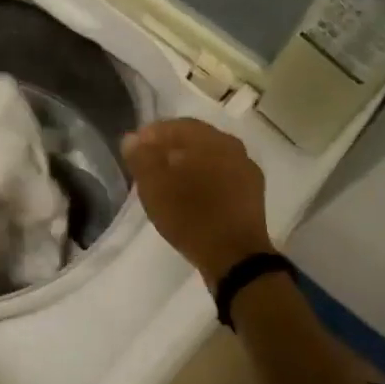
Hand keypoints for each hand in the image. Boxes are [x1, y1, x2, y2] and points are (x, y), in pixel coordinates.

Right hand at [122, 119, 273, 285]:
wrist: (235, 258)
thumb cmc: (190, 216)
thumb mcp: (154, 186)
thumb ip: (141, 158)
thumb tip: (132, 139)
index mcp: (211, 139)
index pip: (176, 125)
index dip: (151, 135)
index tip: (134, 150)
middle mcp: (234, 147)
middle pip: (195, 141)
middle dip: (169, 149)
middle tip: (148, 166)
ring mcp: (246, 171)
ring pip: (209, 159)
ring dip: (187, 166)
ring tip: (167, 183)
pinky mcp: (251, 195)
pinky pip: (221, 178)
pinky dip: (202, 181)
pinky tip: (190, 197)